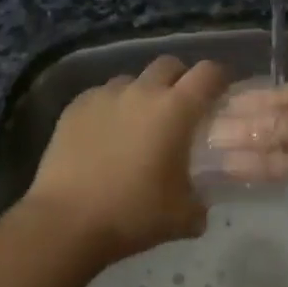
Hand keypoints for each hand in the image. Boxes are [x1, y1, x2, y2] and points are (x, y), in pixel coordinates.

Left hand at [25, 56, 230, 262]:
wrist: (66, 221)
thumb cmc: (132, 214)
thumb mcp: (182, 218)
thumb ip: (199, 202)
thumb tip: (200, 202)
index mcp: (176, 110)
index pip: (208, 73)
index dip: (219, 78)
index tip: (221, 92)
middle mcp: (142, 91)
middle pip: (169, 64)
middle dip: (179, 79)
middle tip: (180, 106)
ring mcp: (106, 95)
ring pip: (133, 79)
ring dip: (142, 93)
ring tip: (138, 123)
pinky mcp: (76, 105)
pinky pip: (102, 95)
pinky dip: (111, 107)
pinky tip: (104, 135)